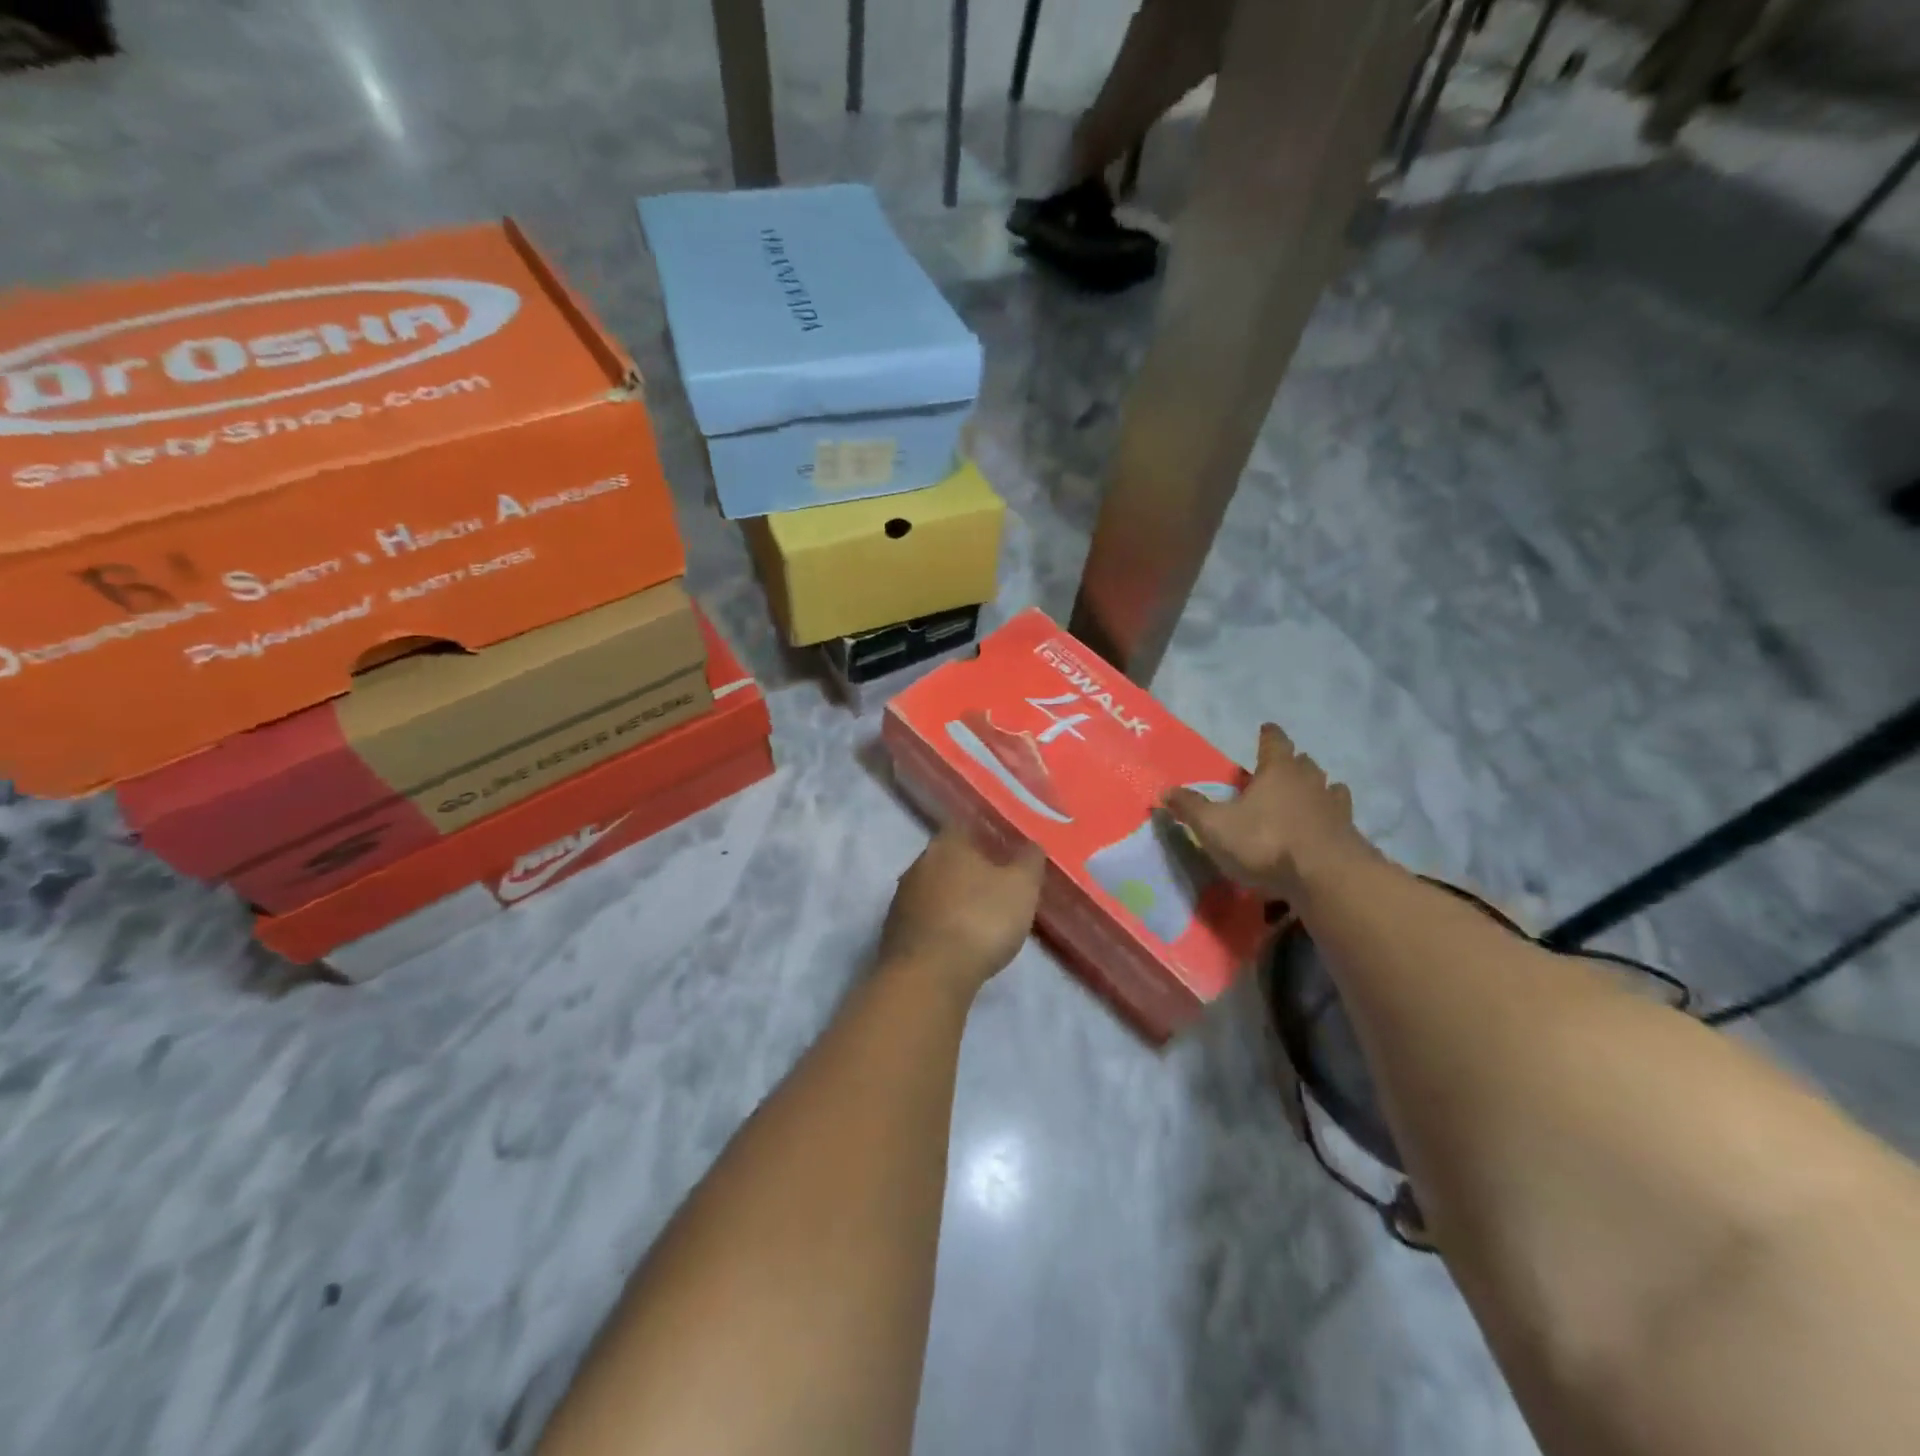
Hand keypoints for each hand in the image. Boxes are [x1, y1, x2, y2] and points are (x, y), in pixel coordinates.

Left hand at [880, 826, 1045, 996]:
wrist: (928, 975)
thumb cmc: (980, 919)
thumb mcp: (1021, 887)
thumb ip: (1029, 861)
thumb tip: (1031, 844)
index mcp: (947, 844)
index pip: (966, 827)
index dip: (987, 837)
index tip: (1005, 851)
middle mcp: (918, 863)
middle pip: (948, 858)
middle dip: (970, 869)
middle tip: (997, 885)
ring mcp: (902, 898)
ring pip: (934, 888)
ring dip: (954, 898)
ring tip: (979, 916)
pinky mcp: (894, 931)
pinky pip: (925, 918)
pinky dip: (942, 924)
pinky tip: (957, 940)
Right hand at [1165, 723, 1373, 902]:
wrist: (1327, 877)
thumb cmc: (1266, 842)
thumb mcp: (1215, 827)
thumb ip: (1191, 808)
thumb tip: (1165, 791)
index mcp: (1277, 771)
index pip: (1275, 742)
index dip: (1269, 735)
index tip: (1267, 729)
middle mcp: (1309, 781)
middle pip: (1303, 763)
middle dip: (1293, 763)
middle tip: (1281, 769)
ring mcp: (1335, 808)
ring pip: (1328, 788)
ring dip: (1317, 789)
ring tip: (1307, 796)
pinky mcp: (1350, 835)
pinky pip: (1340, 818)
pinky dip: (1331, 819)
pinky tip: (1325, 828)